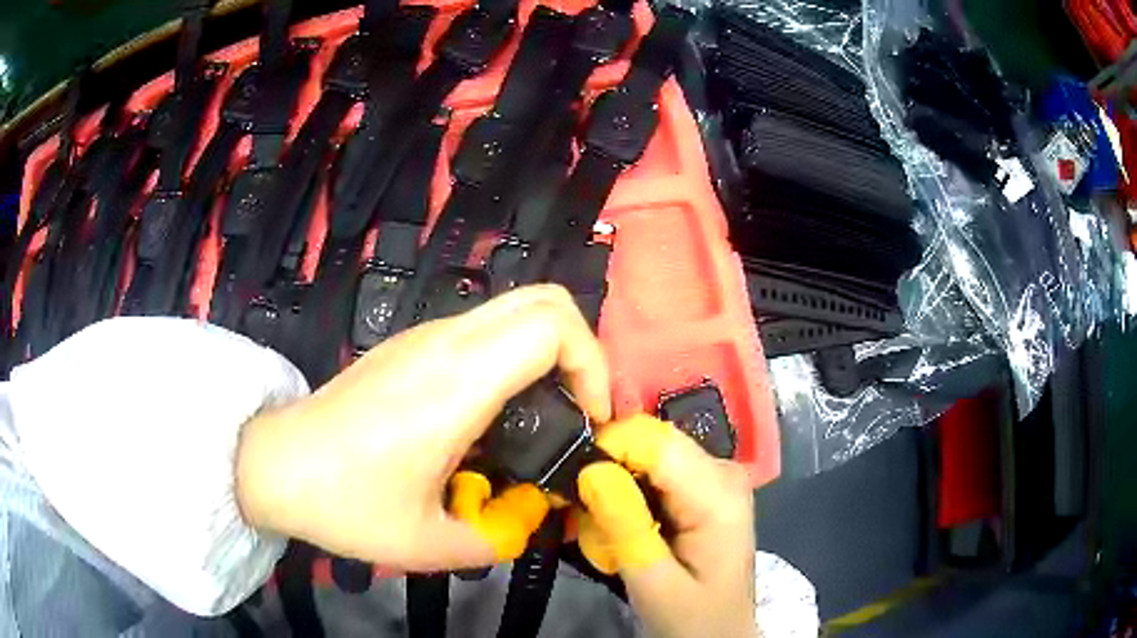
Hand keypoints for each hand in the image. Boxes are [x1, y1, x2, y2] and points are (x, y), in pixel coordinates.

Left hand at [235, 284, 611, 571]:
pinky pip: (482, 330)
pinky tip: (493, 415)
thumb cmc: (346, 502)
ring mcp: (423, 337)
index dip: (592, 365)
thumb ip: (496, 537)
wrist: (274, 465)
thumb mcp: (428, 543)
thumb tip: (530, 521)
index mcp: (456, 383)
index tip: (590, 419)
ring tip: (542, 417)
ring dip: (548, 353)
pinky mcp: (408, 345)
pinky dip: (513, 356)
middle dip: (582, 349)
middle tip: (578, 409)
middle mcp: (445, 343)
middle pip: (543, 300)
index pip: (552, 327)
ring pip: (513, 309)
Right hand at [577, 416, 755, 637]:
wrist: (721, 633)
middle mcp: (722, 470)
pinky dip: (628, 498)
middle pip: (649, 444)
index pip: (654, 439)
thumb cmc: (693, 617)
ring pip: (645, 457)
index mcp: (719, 492)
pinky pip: (653, 474)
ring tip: (603, 535)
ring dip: (614, 491)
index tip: (572, 486)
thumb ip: (624, 526)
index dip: (606, 450)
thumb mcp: (653, 582)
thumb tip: (590, 468)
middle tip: (584, 522)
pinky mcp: (703, 487)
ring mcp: (714, 476)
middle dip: (607, 475)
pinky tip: (623, 531)